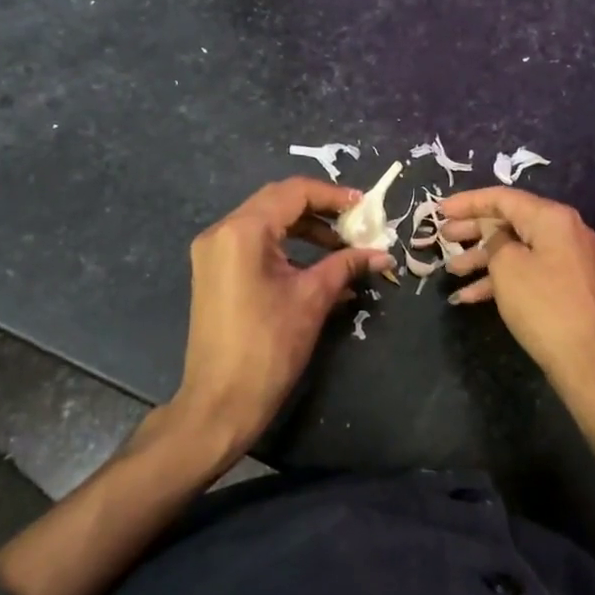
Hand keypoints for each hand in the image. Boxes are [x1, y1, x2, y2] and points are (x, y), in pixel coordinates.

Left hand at [170, 177, 393, 457]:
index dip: (333, 196)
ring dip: (305, 230)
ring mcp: (213, 252)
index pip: (294, 192)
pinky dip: (287, 249)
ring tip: (342, 249)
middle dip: (321, 211)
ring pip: (266, 223)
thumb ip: (346, 266)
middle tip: (356, 224)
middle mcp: (222, 231)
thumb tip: (381, 254)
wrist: (220, 402)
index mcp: (243, 231)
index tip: (366, 208)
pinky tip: (318, 270)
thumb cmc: (268, 347)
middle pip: (278, 202)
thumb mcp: (313, 300)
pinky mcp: (214, 272)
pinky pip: (255, 246)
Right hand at [437, 188, 594, 432]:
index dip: (468, 202)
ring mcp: (567, 259)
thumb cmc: (542, 305)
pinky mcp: (565, 285)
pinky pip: (526, 271)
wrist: (586, 360)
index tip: (438, 210)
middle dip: (472, 230)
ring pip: (515, 249)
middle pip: (509, 221)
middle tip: (443, 237)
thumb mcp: (507, 266)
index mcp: (551, 217)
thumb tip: (492, 230)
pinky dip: (499, 279)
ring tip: (449, 270)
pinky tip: (467, 297)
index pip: (503, 197)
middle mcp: (563, 230)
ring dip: (481, 258)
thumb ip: (493, 238)